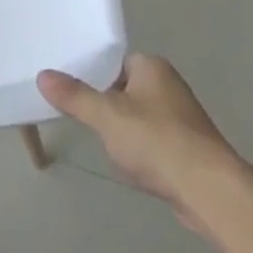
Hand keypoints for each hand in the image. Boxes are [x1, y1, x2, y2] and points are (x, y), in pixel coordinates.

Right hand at [39, 54, 245, 220]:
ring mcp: (183, 118)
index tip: (75, 93)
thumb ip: (75, 96)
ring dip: (127, 133)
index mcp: (151, 66)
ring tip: (109, 148)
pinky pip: (156, 143)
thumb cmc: (157, 141)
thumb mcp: (107, 116)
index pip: (115, 61)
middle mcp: (169, 85)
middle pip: (126, 90)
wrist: (210, 191)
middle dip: (110, 108)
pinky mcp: (191, 149)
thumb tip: (43, 75)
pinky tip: (135, 169)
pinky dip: (144, 153)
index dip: (95, 76)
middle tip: (89, 122)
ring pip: (141, 118)